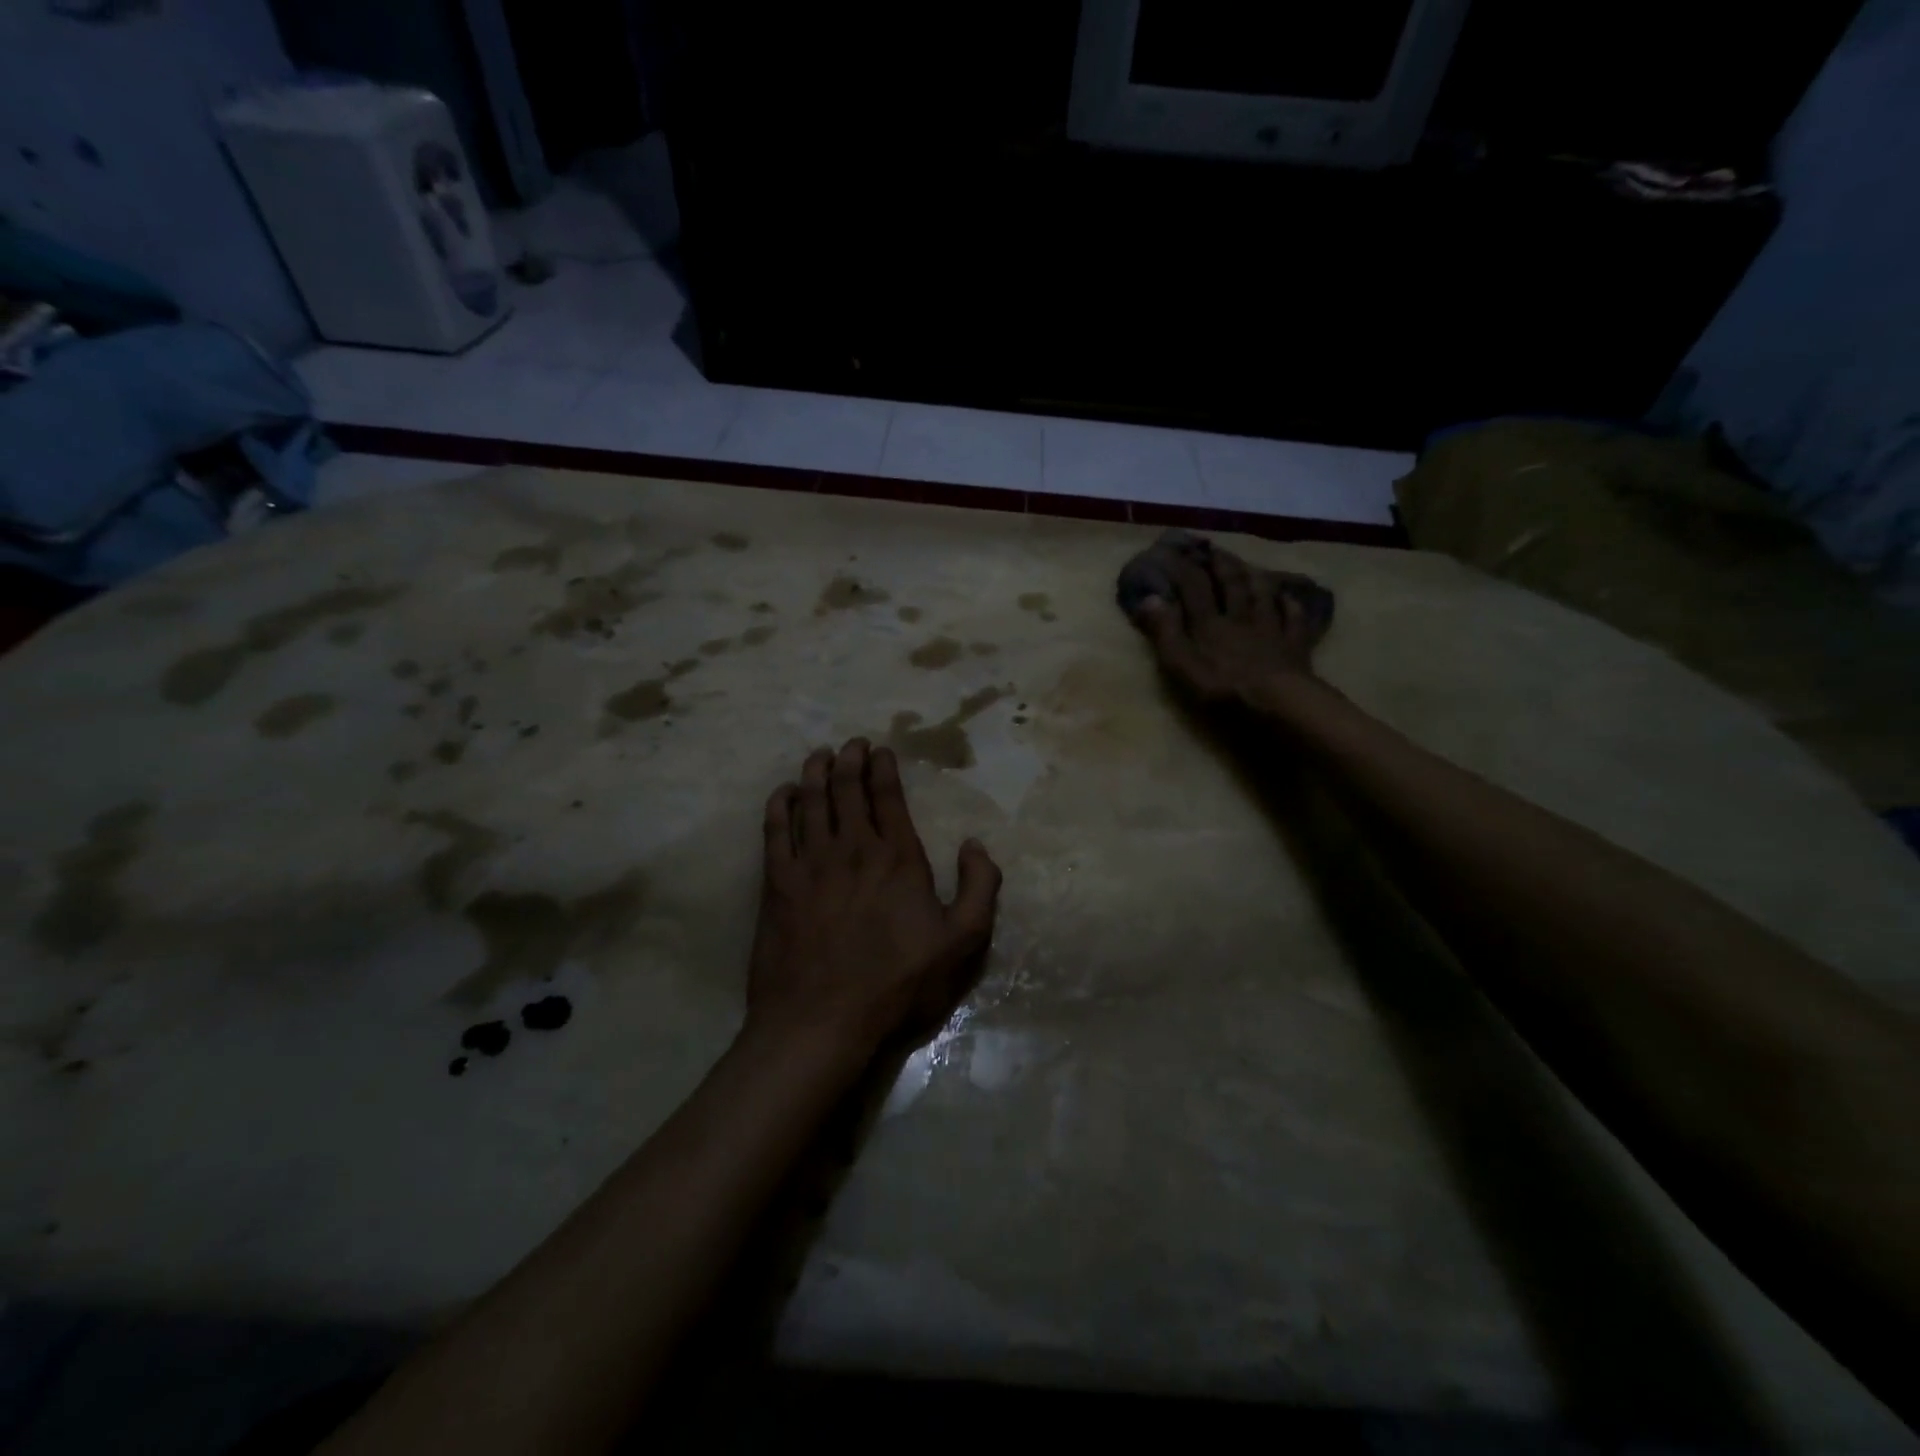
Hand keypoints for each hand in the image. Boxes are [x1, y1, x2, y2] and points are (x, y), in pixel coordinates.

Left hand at [746, 738, 1001, 1063]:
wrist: (822, 1019)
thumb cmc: (897, 983)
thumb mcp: (961, 943)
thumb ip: (978, 888)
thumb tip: (974, 844)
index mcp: (897, 858)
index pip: (888, 798)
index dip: (883, 769)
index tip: (880, 751)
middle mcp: (852, 848)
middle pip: (847, 790)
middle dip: (849, 760)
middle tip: (851, 744)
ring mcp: (810, 863)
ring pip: (811, 802)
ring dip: (816, 772)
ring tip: (820, 755)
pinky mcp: (777, 883)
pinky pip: (775, 831)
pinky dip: (779, 805)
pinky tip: (784, 793)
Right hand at [1120, 532, 1333, 712]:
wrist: (1278, 702)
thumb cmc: (1222, 687)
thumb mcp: (1180, 664)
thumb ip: (1164, 631)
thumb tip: (1149, 598)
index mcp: (1210, 623)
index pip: (1194, 586)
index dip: (1182, 567)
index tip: (1172, 551)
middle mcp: (1240, 617)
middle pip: (1232, 584)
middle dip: (1220, 564)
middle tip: (1213, 548)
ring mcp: (1271, 628)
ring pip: (1263, 594)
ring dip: (1254, 576)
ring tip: (1248, 565)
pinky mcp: (1294, 645)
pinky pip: (1294, 618)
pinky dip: (1290, 604)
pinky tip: (1288, 597)